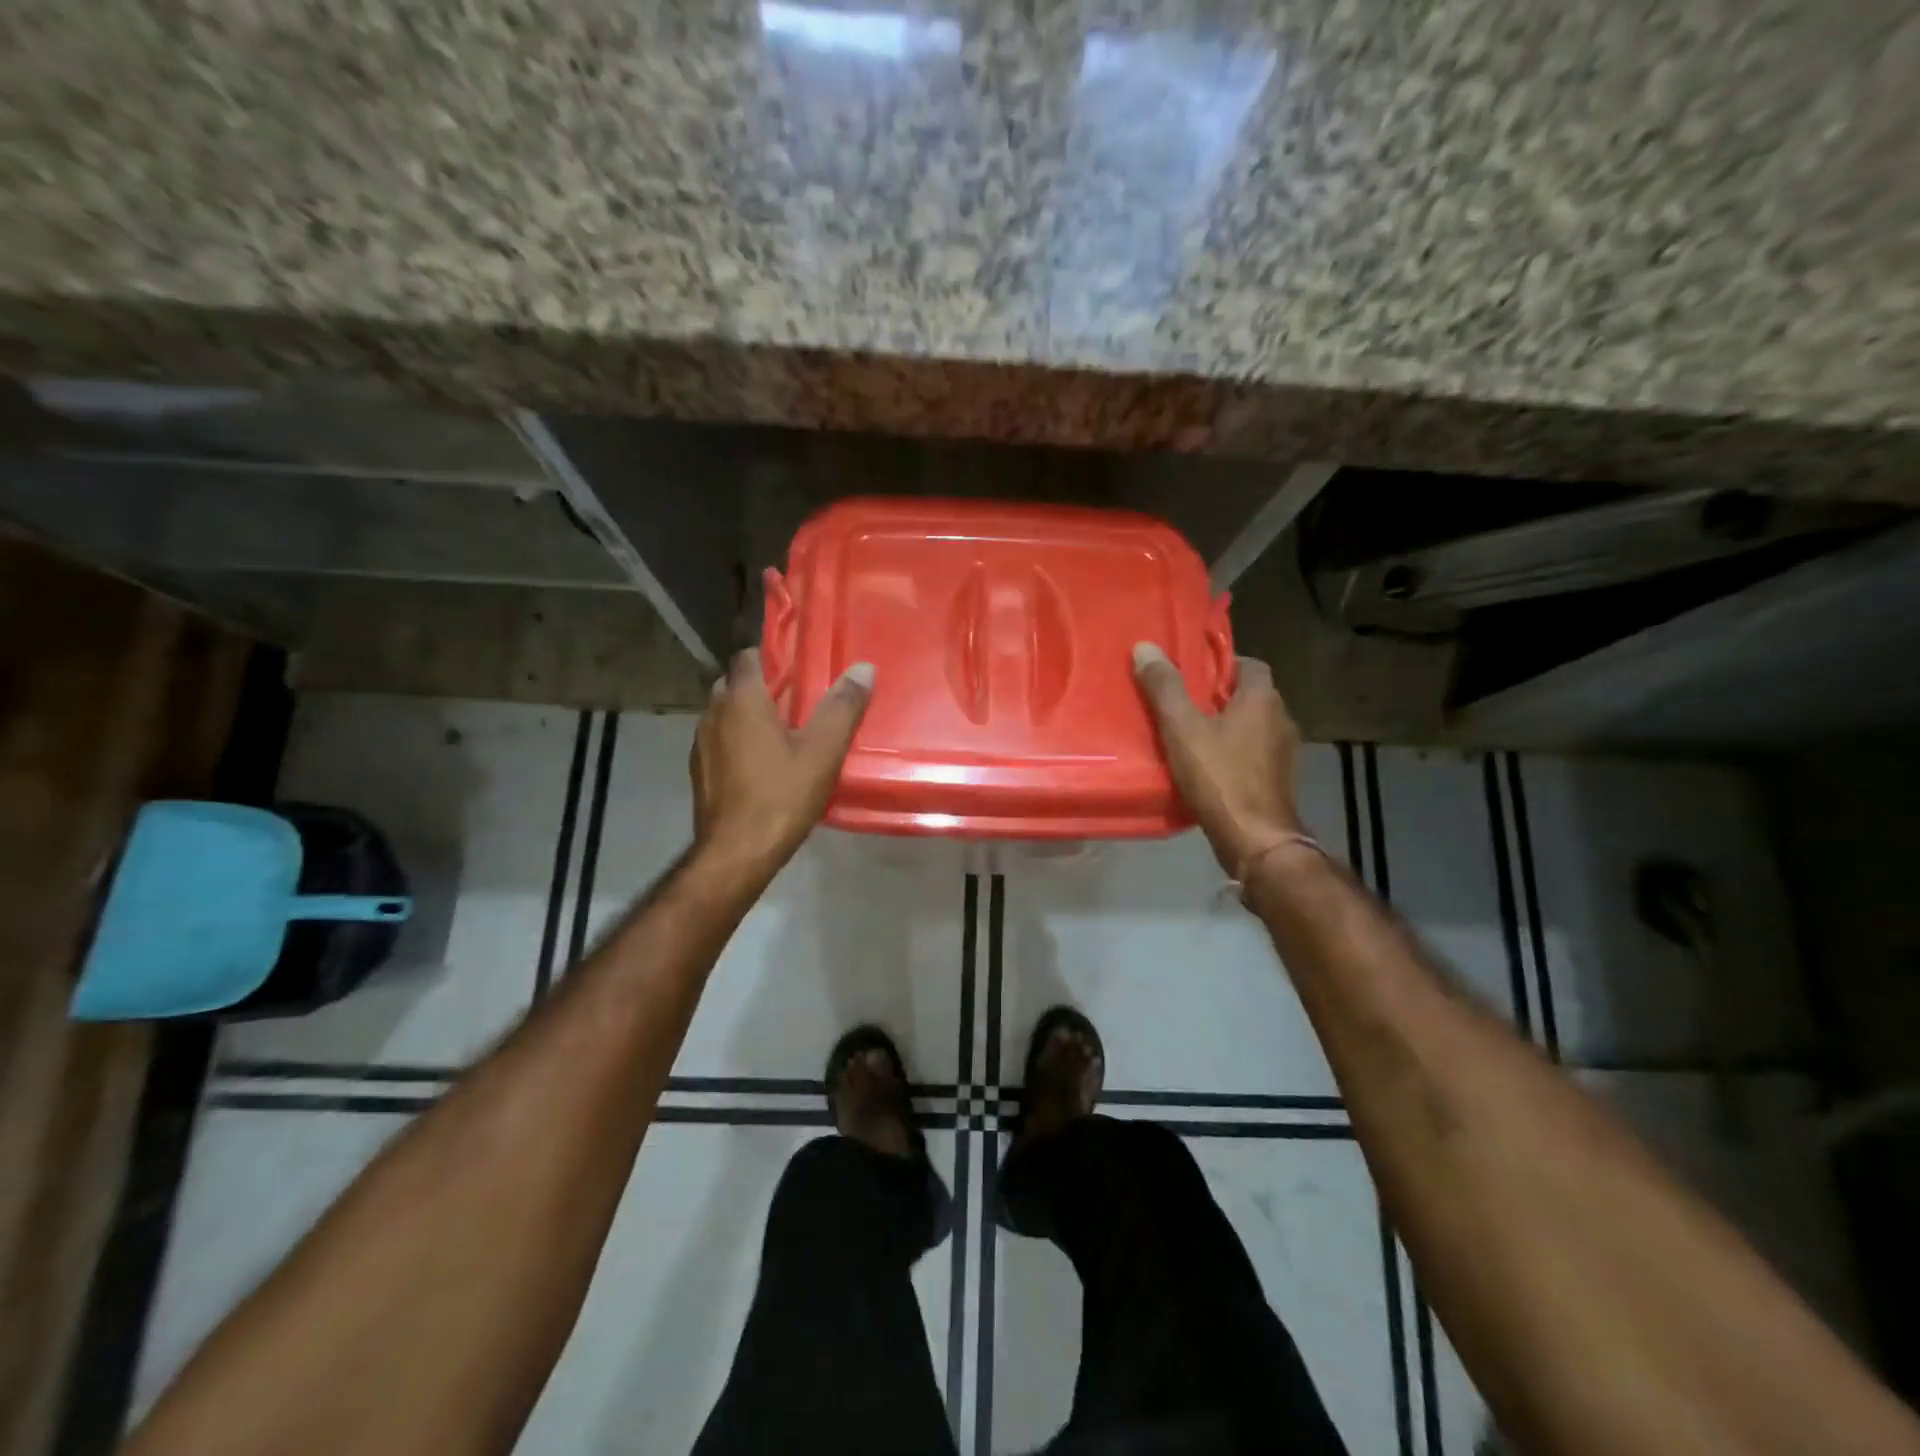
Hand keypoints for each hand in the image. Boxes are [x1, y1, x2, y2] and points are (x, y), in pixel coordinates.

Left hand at [691, 649, 873, 872]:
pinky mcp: (699, 772)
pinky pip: (721, 742)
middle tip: (799, 700)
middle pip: (735, 684)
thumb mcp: (823, 751)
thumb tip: (863, 668)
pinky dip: (739, 742)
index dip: (773, 656)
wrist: (736, 853)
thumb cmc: (780, 796)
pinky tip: (764, 765)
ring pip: (725, 715)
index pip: (748, 656)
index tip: (800, 666)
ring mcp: (701, 745)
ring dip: (749, 716)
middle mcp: (713, 714)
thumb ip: (843, 707)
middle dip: (763, 687)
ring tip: (785, 733)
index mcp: (741, 700)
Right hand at [1133, 642, 1304, 875]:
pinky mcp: (1278, 780)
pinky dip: (1233, 752)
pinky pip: (1253, 753)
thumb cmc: (1220, 777)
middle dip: (1219, 696)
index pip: (1249, 664)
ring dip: (1226, 726)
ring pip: (1252, 726)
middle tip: (1182, 701)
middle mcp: (1281, 719)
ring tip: (1189, 734)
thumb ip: (1165, 688)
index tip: (1192, 672)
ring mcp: (1284, 753)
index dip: (1222, 664)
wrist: (1256, 839)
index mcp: (1262, 699)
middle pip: (1250, 695)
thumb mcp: (1182, 729)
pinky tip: (1207, 766)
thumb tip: (1145, 646)